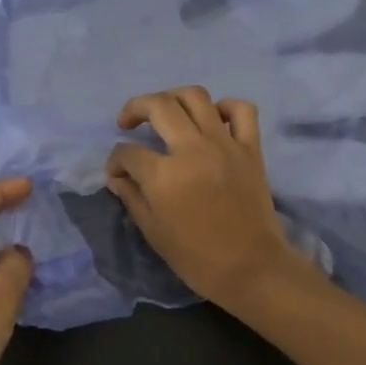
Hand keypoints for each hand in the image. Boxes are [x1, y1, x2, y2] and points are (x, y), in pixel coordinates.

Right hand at [105, 88, 303, 312]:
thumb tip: (118, 177)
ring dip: (173, 98)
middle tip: (128, 122)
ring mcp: (224, 144)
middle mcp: (192, 149)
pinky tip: (213, 120)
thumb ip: (132, 197)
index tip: (117, 174)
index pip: (127, 152)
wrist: (250, 268)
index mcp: (163, 175)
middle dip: (135, 108)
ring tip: (166, 112)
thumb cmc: (196, 257)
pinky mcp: (250, 148)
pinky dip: (225, 107)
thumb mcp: (153, 232)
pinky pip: (241, 110)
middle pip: (158, 106)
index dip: (115, 161)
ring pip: (195, 96)